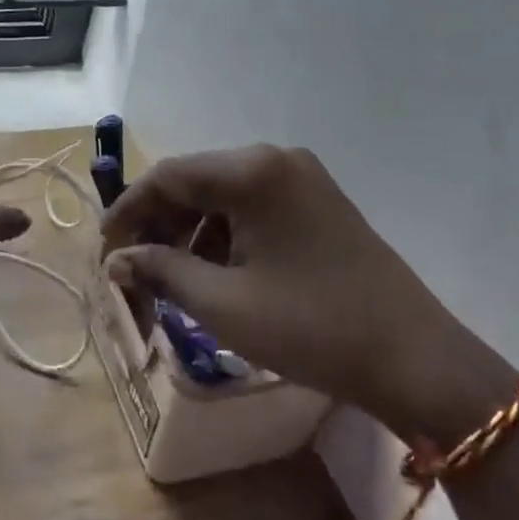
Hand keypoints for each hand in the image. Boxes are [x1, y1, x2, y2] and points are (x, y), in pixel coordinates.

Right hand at [101, 146, 516, 444]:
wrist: (415, 359)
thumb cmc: (310, 327)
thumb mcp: (223, 303)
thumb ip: (161, 271)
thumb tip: (116, 262)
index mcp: (252, 171)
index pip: (168, 176)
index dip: (128, 209)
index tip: (104, 247)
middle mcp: (276, 160)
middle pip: (196, 181)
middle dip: (159, 224)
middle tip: (134, 268)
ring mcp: (303, 180)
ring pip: (224, 197)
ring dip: (191, 233)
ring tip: (173, 279)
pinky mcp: (319, 204)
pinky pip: (254, 209)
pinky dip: (225, 237)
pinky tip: (218, 275)